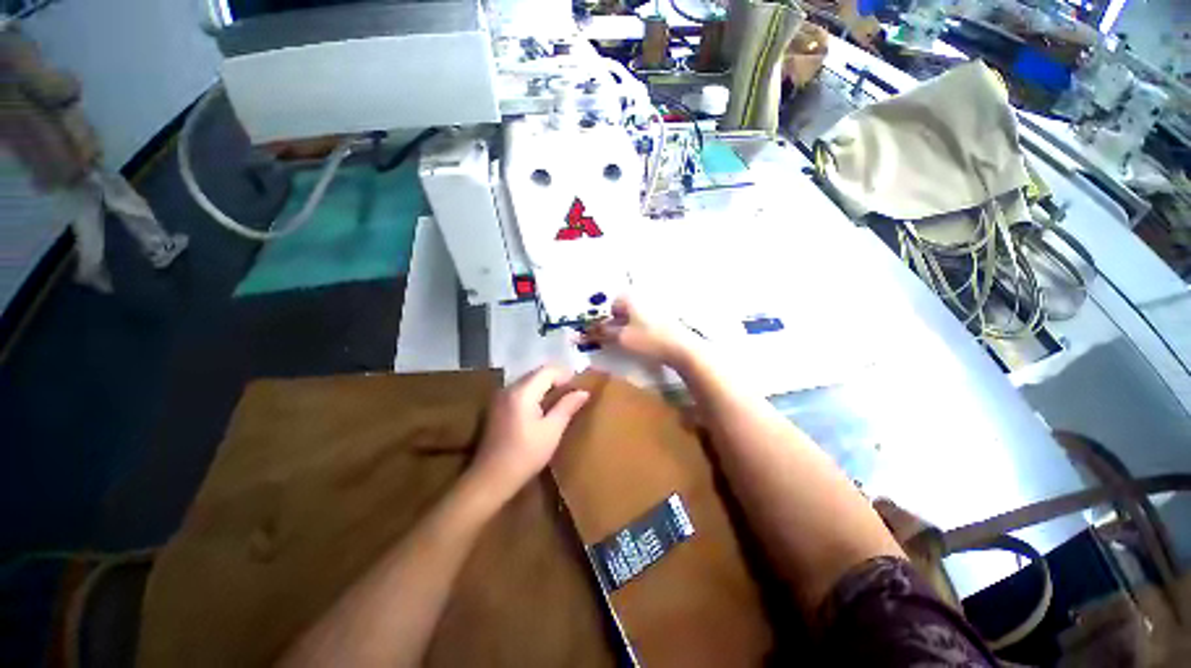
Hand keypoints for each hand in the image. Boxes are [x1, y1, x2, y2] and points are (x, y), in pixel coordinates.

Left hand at [470, 366, 589, 498]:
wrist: (490, 479)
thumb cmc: (525, 455)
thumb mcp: (552, 431)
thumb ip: (567, 406)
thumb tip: (583, 391)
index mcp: (522, 392)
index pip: (548, 370)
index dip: (566, 375)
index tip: (579, 388)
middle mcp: (509, 388)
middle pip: (537, 373)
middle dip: (557, 379)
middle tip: (573, 394)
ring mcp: (501, 396)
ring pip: (529, 381)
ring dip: (546, 386)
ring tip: (561, 400)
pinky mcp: (497, 406)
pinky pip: (521, 390)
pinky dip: (535, 393)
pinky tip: (543, 408)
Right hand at [581, 296, 700, 368]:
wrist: (682, 348)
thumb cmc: (649, 339)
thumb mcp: (622, 337)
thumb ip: (602, 332)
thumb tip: (584, 331)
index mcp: (630, 297)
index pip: (610, 305)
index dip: (606, 320)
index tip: (606, 334)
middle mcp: (642, 296)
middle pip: (622, 309)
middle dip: (616, 323)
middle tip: (616, 339)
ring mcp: (655, 306)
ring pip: (634, 315)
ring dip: (628, 327)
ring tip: (630, 342)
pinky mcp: (664, 317)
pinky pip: (645, 320)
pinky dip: (640, 329)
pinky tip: (643, 341)